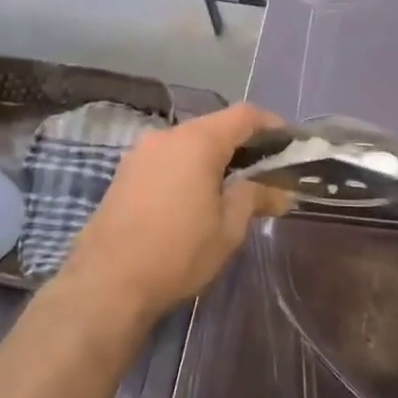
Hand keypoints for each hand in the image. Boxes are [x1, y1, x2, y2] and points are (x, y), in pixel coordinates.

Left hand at [60, 102, 289, 323]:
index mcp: (197, 141)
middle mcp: (166, 136)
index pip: (244, 115)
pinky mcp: (125, 174)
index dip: (272, 125)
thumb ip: (254, 198)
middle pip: (215, 127)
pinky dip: (188, 169)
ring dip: (214, 159)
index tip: (291, 145)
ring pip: (188, 144)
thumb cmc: (177, 252)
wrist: (106, 282)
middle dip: (244, 146)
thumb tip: (279, 191)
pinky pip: (167, 160)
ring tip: (233, 190)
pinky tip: (196, 198)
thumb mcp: (228, 228)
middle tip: (267, 174)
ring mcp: (140, 153)